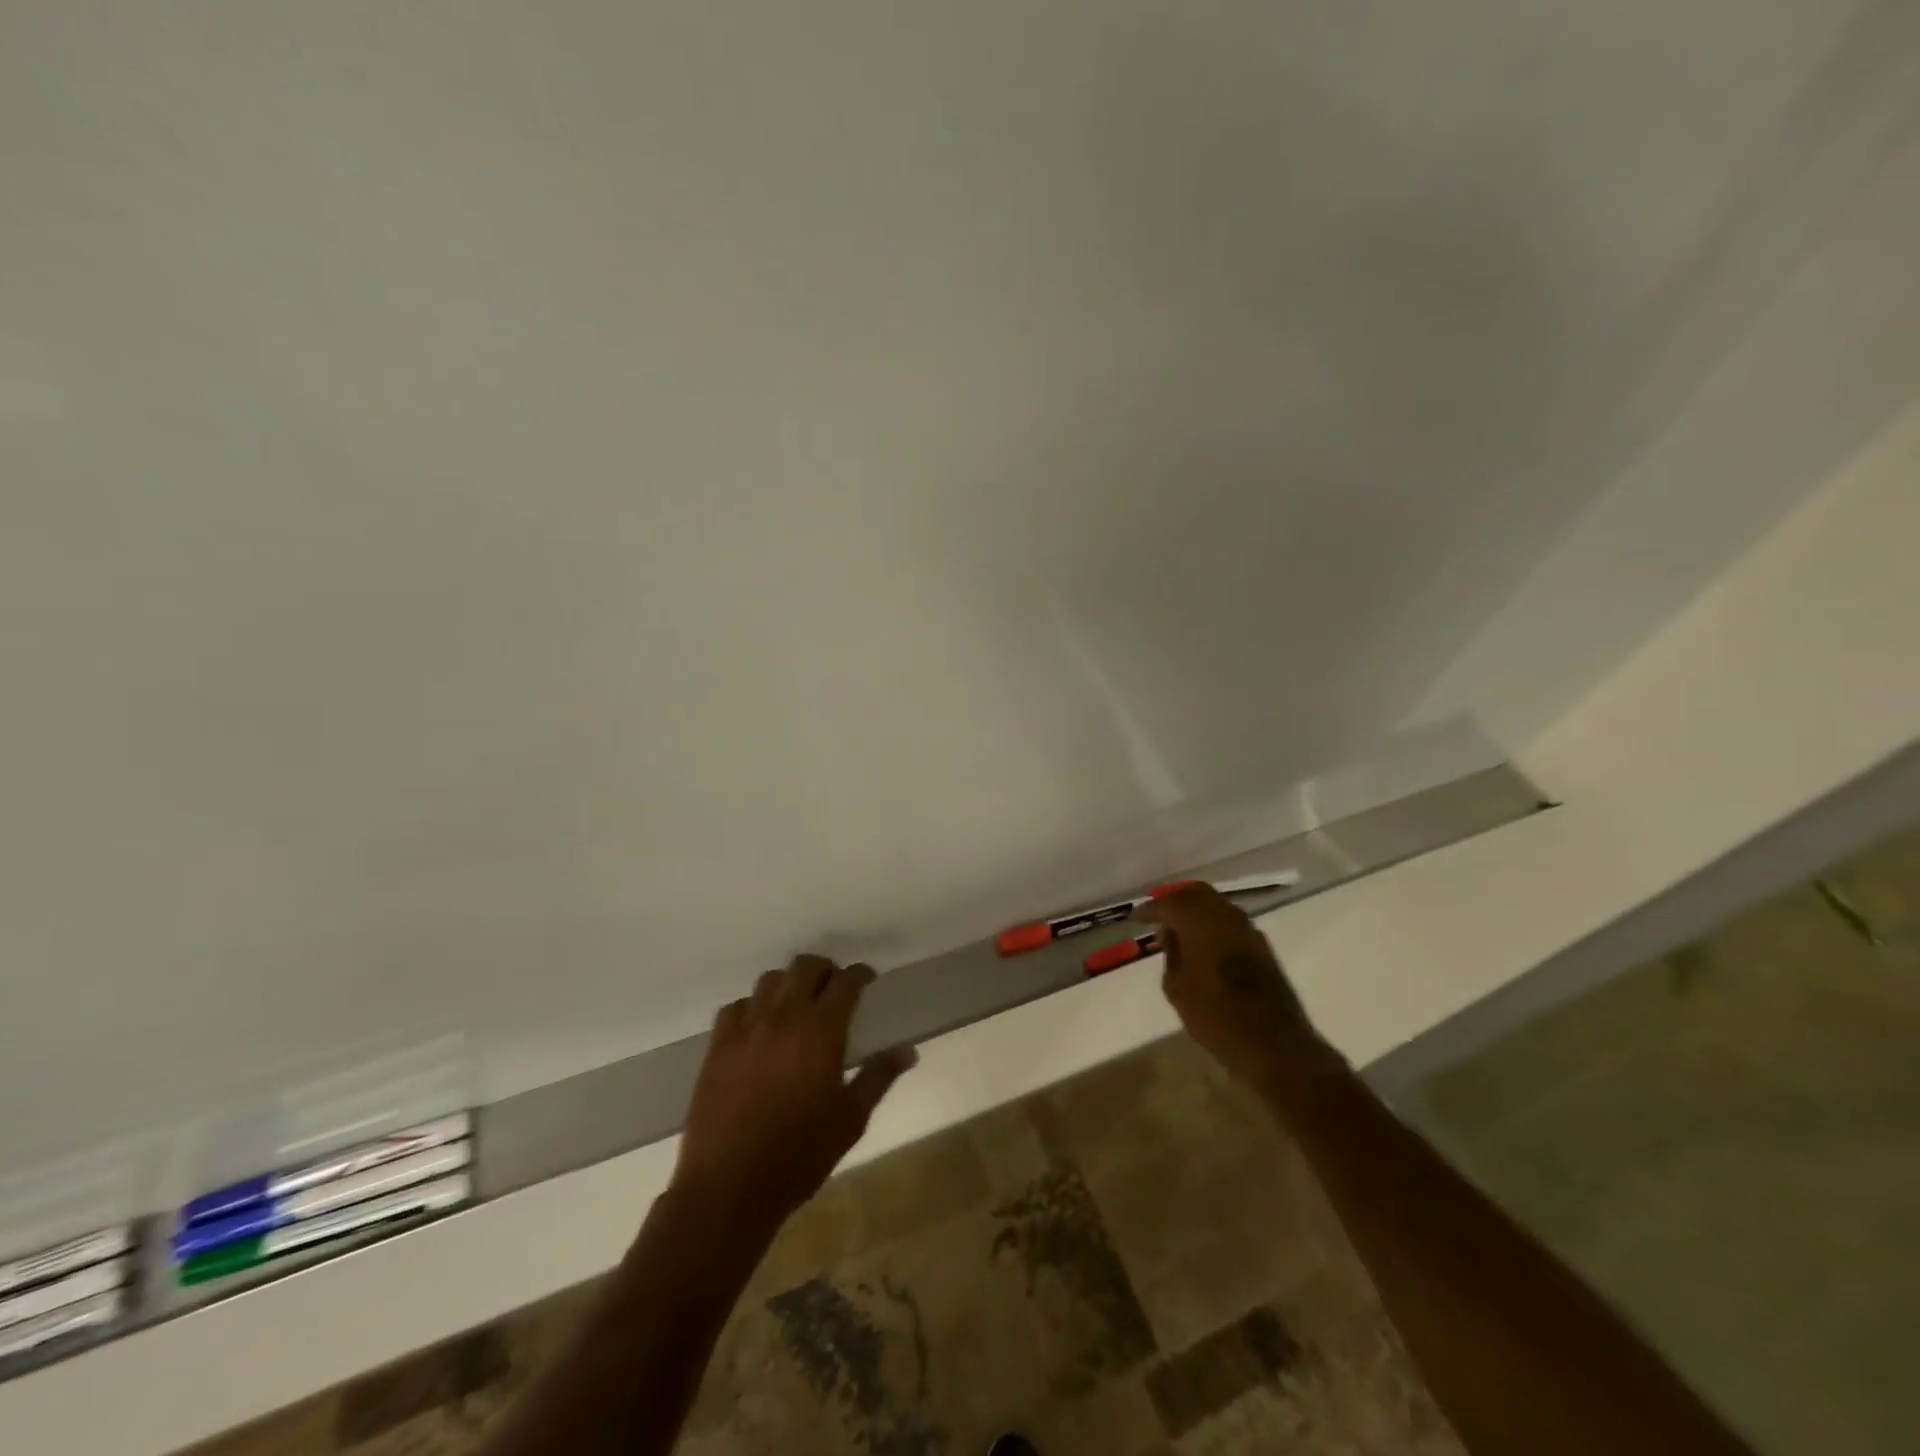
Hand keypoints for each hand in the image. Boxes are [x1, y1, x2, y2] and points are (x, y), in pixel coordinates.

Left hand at [675, 955, 915, 1226]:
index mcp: (821, 1030)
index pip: (845, 982)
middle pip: (805, 967)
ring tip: (797, 1004)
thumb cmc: (800, 1154)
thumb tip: (908, 1051)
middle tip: (834, 988)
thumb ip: (879, 1077)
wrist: (729, 1186)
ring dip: (789, 983)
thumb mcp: (851, 1119)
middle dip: (825, 969)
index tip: (868, 979)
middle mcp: (784, 1017)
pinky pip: (736, 1006)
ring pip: (770, 980)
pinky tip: (759, 1027)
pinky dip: (753, 1007)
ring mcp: (746, 1028)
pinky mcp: (718, 1045)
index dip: (860, 974)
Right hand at [1140, 885, 1332, 1086]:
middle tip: (1159, 915)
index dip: (1150, 909)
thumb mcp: (1176, 987)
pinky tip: (1204, 945)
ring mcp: (1248, 930)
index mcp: (1200, 920)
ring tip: (1180, 931)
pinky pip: (1230, 924)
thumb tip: (1171, 935)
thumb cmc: (1215, 1015)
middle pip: (1196, 893)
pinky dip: (1213, 926)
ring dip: (1197, 912)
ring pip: (1217, 906)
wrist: (1274, 1043)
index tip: (1136, 918)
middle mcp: (1226, 915)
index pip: (1169, 903)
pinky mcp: (1262, 947)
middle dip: (1176, 900)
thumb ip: (1171, 954)